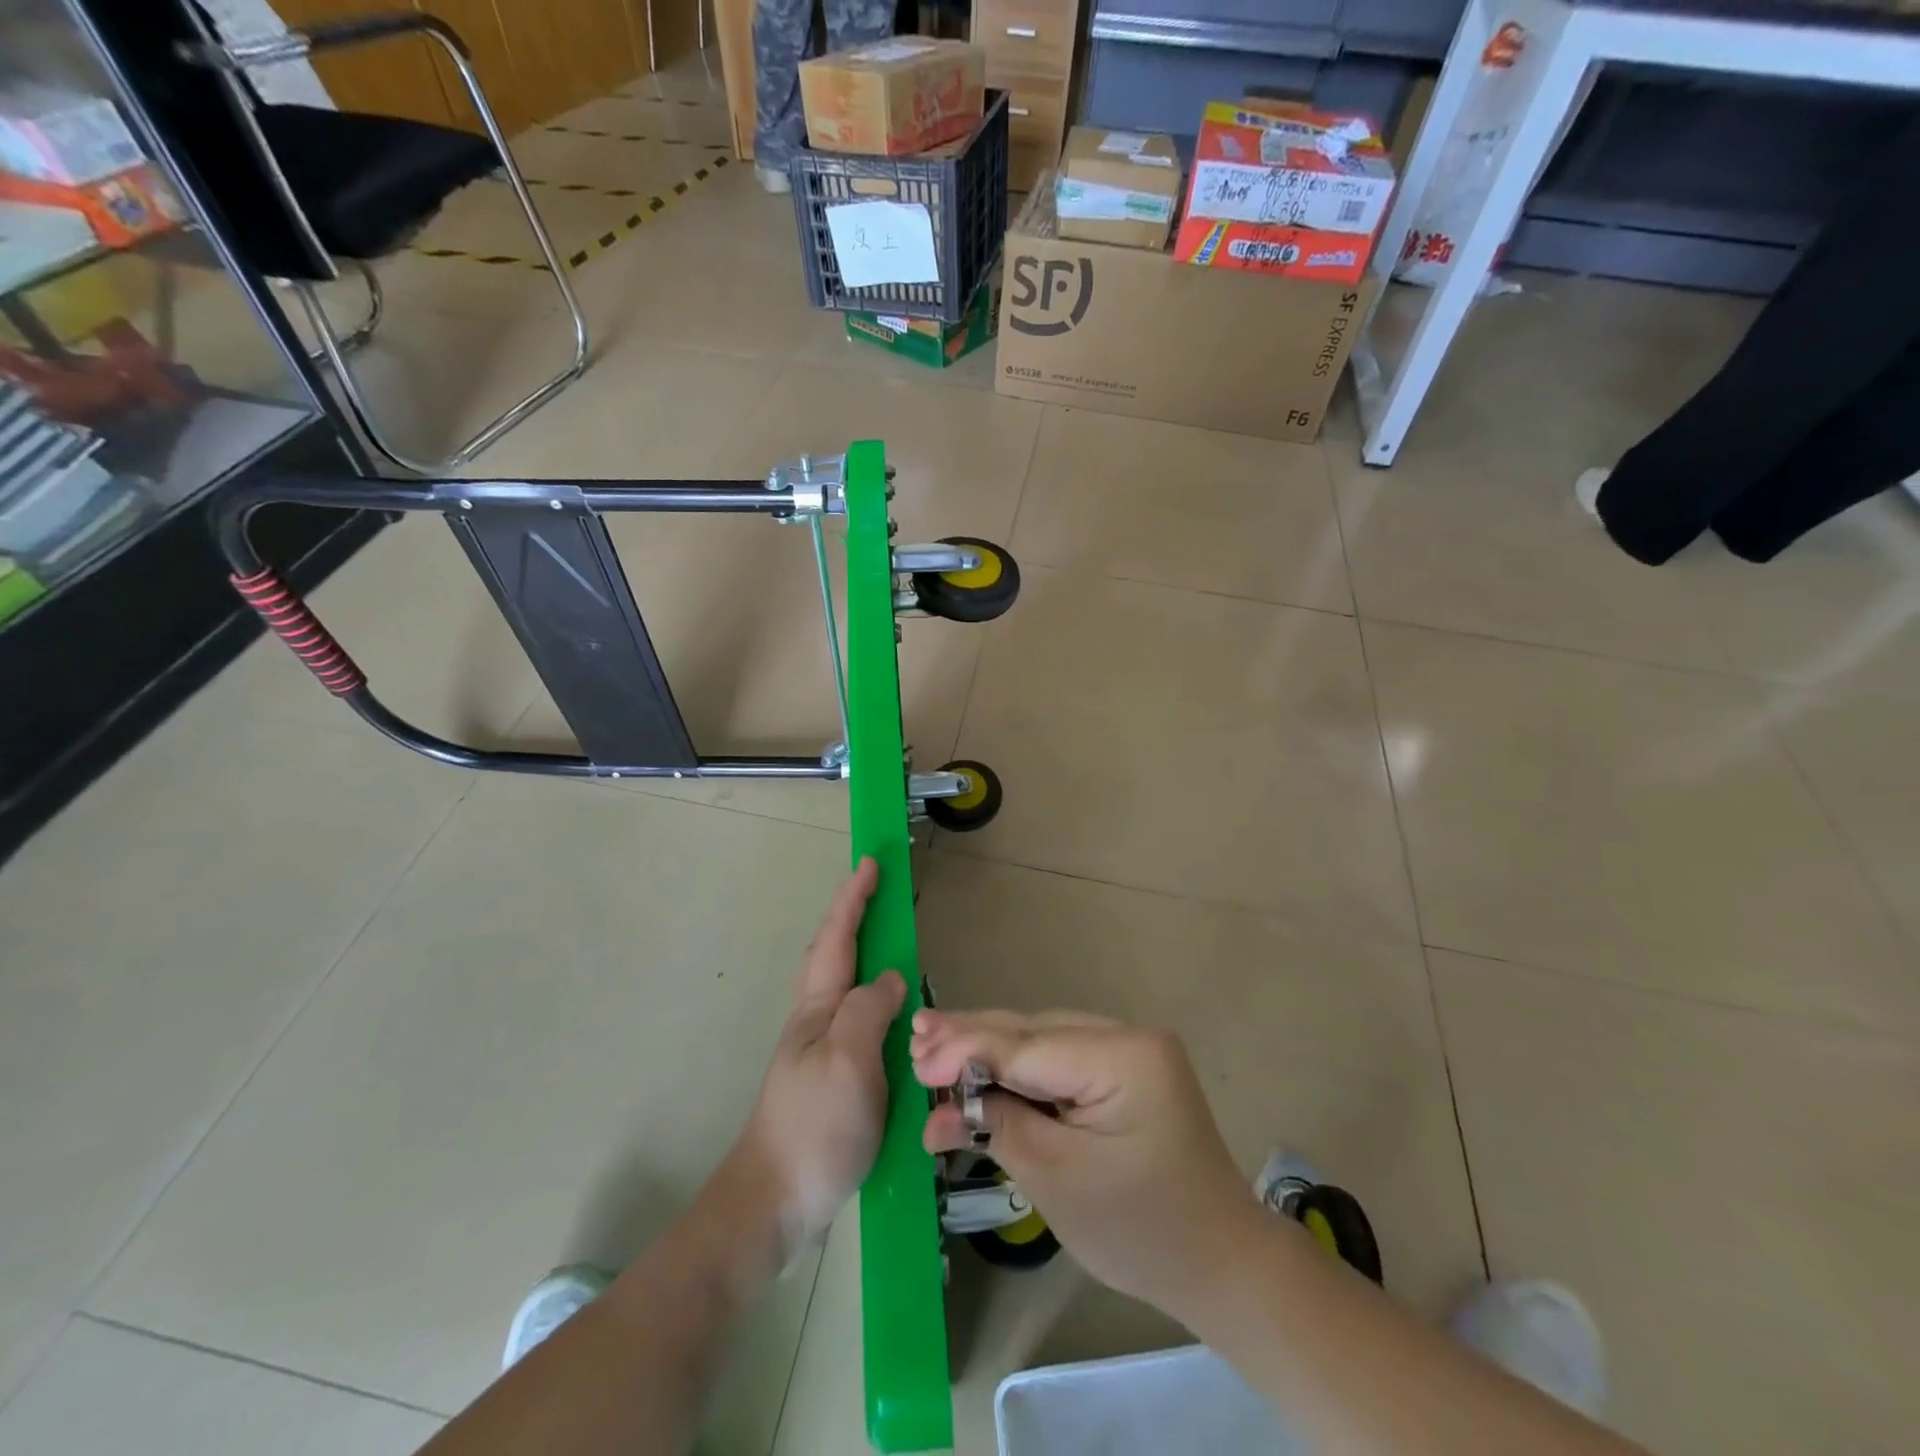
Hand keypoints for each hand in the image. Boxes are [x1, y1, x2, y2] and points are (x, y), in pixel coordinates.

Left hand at [734, 858, 904, 1260]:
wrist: (775, 1200)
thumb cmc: (813, 1124)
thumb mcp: (849, 1060)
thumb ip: (870, 1010)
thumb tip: (892, 978)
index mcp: (818, 1007)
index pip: (838, 938)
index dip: (854, 898)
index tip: (870, 863)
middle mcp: (816, 1020)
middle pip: (835, 953)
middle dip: (854, 915)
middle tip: (881, 891)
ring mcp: (821, 1049)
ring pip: (845, 985)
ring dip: (864, 952)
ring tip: (889, 939)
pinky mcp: (833, 1078)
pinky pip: (858, 1020)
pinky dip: (874, 997)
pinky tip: (890, 1012)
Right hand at [911, 1010, 1262, 1317]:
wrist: (1220, 1265)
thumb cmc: (1141, 1230)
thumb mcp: (1058, 1179)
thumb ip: (1000, 1124)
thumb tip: (945, 1098)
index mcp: (1124, 1054)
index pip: (1027, 1046)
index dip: (967, 1051)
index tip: (916, 1061)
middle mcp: (1127, 1036)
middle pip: (1032, 1032)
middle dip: (971, 1040)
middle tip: (915, 1039)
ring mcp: (1127, 1051)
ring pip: (1040, 1042)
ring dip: (989, 1052)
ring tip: (933, 1049)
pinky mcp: (1122, 1072)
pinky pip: (1058, 1062)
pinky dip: (1017, 1072)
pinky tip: (978, 1071)